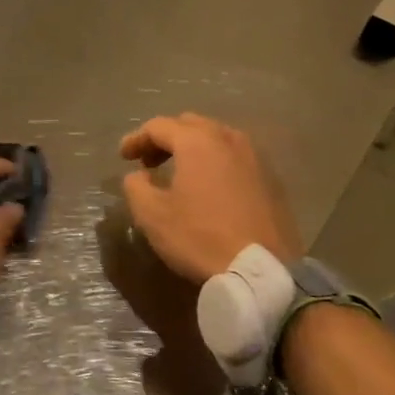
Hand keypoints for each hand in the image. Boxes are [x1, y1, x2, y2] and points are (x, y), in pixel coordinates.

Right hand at [119, 114, 299, 283]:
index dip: (136, 139)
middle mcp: (228, 138)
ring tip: (178, 172)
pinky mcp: (271, 178)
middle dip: (165, 139)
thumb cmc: (200, 237)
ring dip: (192, 149)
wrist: (263, 270)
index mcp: (197, 142)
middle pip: (190, 125)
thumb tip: (138, 175)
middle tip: (148, 162)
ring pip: (216, 138)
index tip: (123, 157)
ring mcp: (255, 157)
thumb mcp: (152, 215)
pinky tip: (208, 187)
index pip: (159, 126)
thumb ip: (136, 186)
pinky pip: (235, 158)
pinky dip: (215, 163)